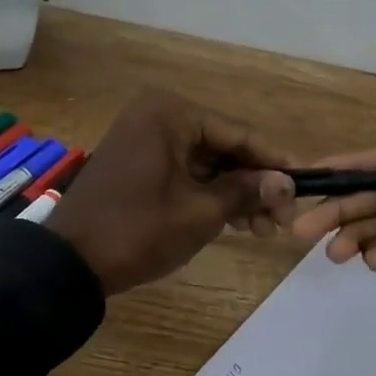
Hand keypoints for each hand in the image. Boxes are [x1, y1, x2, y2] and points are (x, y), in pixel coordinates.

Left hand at [48, 90, 295, 294]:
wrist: (69, 262)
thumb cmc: (137, 231)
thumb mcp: (200, 213)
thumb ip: (246, 192)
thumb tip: (287, 183)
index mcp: (170, 113)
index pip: (238, 134)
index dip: (274, 162)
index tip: (305, 185)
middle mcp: (157, 116)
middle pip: (223, 147)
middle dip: (254, 183)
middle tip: (282, 220)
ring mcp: (144, 140)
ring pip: (206, 163)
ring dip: (234, 193)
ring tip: (262, 229)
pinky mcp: (138, 164)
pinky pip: (185, 173)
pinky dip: (209, 195)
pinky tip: (235, 220)